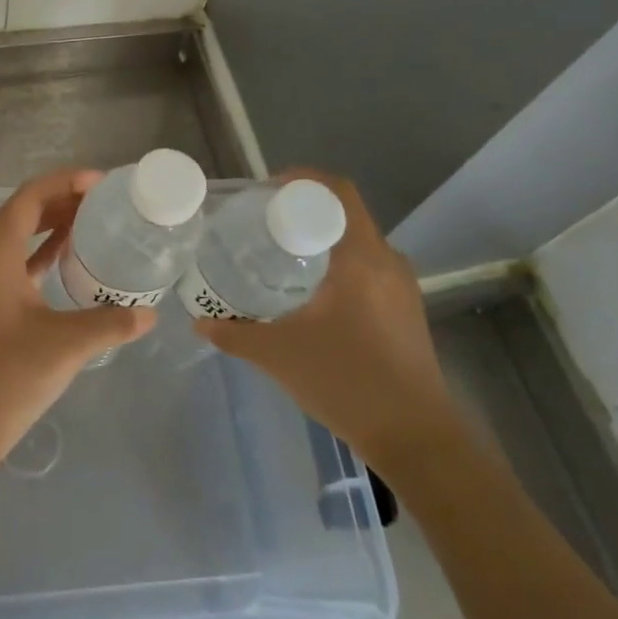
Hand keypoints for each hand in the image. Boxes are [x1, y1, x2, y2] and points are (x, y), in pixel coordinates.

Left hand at [0, 168, 155, 462]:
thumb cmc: (9, 377)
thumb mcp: (66, 345)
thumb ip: (111, 323)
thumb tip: (150, 314)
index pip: (27, 199)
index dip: (62, 183)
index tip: (98, 182)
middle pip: (21, 212)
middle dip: (59, 199)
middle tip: (101, 199)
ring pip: (18, 236)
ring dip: (50, 223)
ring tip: (91, 219)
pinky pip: (16, 261)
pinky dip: (42, 251)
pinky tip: (68, 256)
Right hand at [195, 167, 458, 474]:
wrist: (417, 439)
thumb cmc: (348, 382)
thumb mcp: (280, 355)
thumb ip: (235, 334)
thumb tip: (200, 322)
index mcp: (362, 257)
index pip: (337, 192)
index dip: (302, 179)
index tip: (267, 190)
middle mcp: (388, 261)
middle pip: (346, 214)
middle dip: (305, 210)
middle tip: (264, 223)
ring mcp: (402, 287)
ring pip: (358, 242)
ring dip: (323, 238)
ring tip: (282, 254)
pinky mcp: (406, 310)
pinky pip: (368, 267)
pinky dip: (339, 263)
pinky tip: (311, 292)